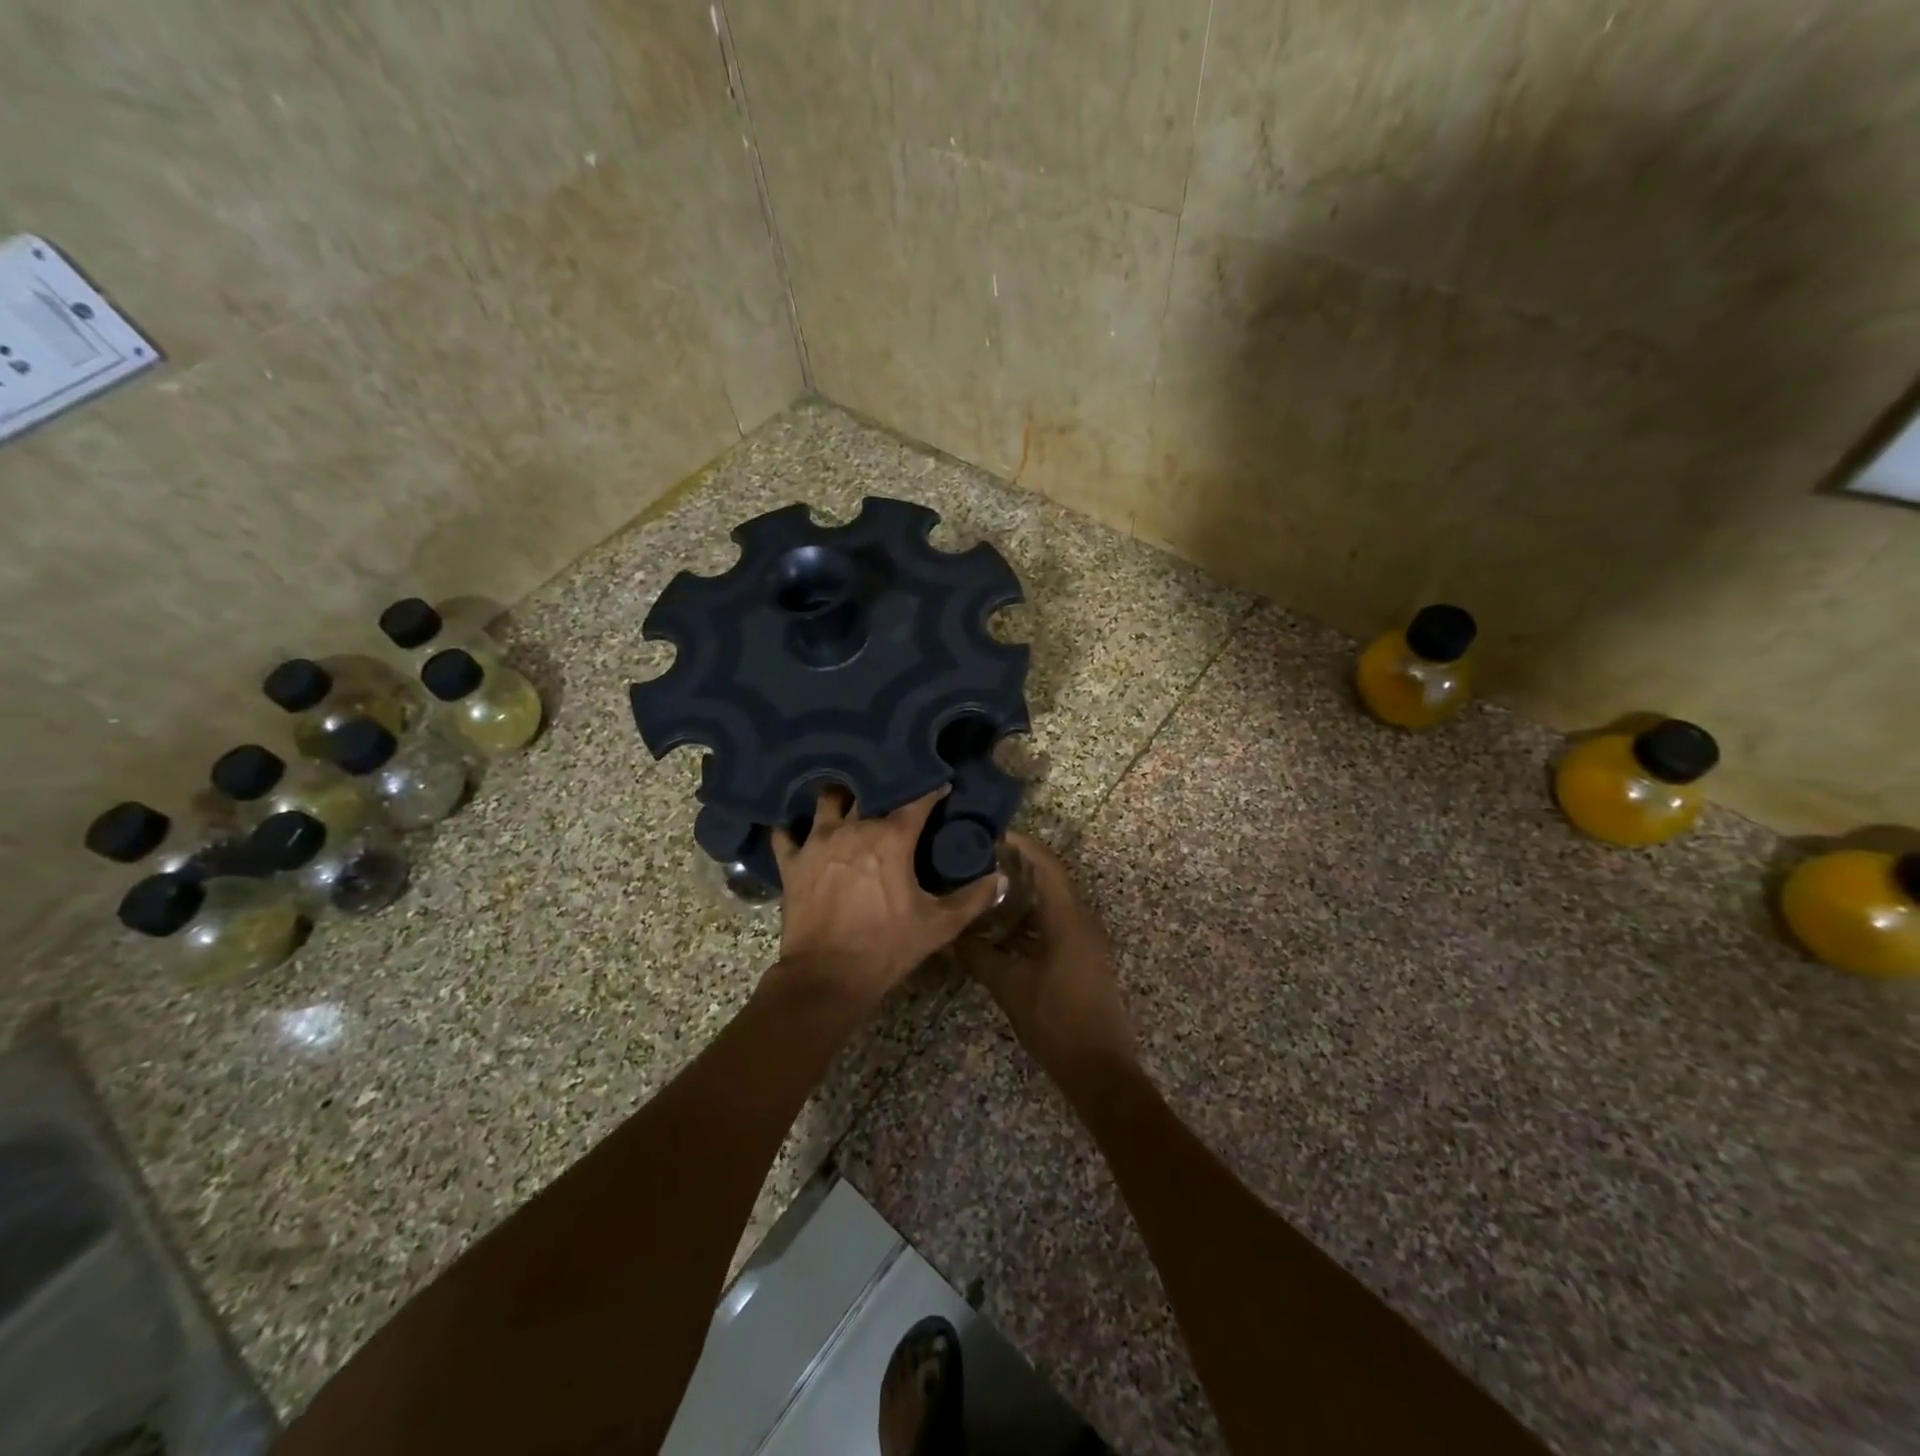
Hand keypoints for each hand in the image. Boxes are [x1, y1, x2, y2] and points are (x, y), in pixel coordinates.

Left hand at [772, 785, 1004, 1013]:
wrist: (827, 978)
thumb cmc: (886, 948)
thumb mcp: (938, 926)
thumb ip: (973, 899)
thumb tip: (1001, 878)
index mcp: (891, 838)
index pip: (917, 800)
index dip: (931, 790)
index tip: (942, 785)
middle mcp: (853, 828)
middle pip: (869, 791)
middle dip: (884, 785)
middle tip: (894, 788)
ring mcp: (817, 842)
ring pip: (827, 800)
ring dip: (840, 796)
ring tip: (848, 797)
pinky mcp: (792, 861)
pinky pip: (784, 832)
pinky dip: (791, 826)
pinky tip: (797, 824)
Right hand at [966, 833, 1138, 1090]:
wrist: (1100, 1068)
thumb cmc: (1055, 1021)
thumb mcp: (1009, 985)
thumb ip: (978, 954)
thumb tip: (950, 934)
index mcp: (1068, 917)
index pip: (1046, 864)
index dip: (1021, 844)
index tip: (991, 834)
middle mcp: (1083, 919)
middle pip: (1051, 878)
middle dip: (1018, 865)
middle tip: (980, 859)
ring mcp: (1088, 939)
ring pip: (1054, 902)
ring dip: (1024, 893)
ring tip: (986, 889)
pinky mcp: (1086, 956)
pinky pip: (1058, 922)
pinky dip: (1032, 917)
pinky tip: (1004, 929)